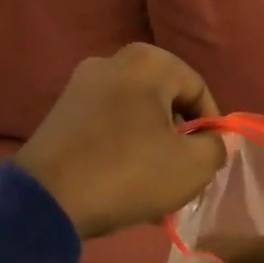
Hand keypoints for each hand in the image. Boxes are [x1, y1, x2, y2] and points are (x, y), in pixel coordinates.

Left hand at [16, 44, 226, 238]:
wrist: (47, 200)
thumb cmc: (129, 173)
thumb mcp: (193, 167)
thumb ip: (216, 148)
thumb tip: (214, 141)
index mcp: (147, 62)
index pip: (199, 90)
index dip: (212, 128)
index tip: (210, 161)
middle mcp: (111, 62)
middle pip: (165, 103)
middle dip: (180, 141)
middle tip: (186, 177)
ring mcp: (80, 87)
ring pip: (136, 119)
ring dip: (152, 151)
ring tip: (157, 192)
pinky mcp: (60, 114)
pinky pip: (107, 128)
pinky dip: (123, 152)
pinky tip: (126, 187)